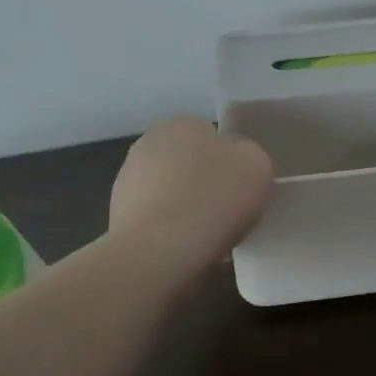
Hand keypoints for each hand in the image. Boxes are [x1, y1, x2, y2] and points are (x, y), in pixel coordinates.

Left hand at [109, 117, 273, 281]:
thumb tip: (235, 162)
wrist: (160, 250)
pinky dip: (169, 232)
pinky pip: (156, 220)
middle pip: (190, 165)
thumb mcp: (258, 166)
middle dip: (205, 186)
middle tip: (226, 215)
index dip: (231, 165)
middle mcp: (150, 142)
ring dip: (186, 210)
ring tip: (208, 241)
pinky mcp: (117, 214)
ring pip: (172, 194)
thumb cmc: (215, 199)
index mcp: (184, 123)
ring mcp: (128, 179)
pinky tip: (185, 251)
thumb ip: (250, 155)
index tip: (240, 190)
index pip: (213, 138)